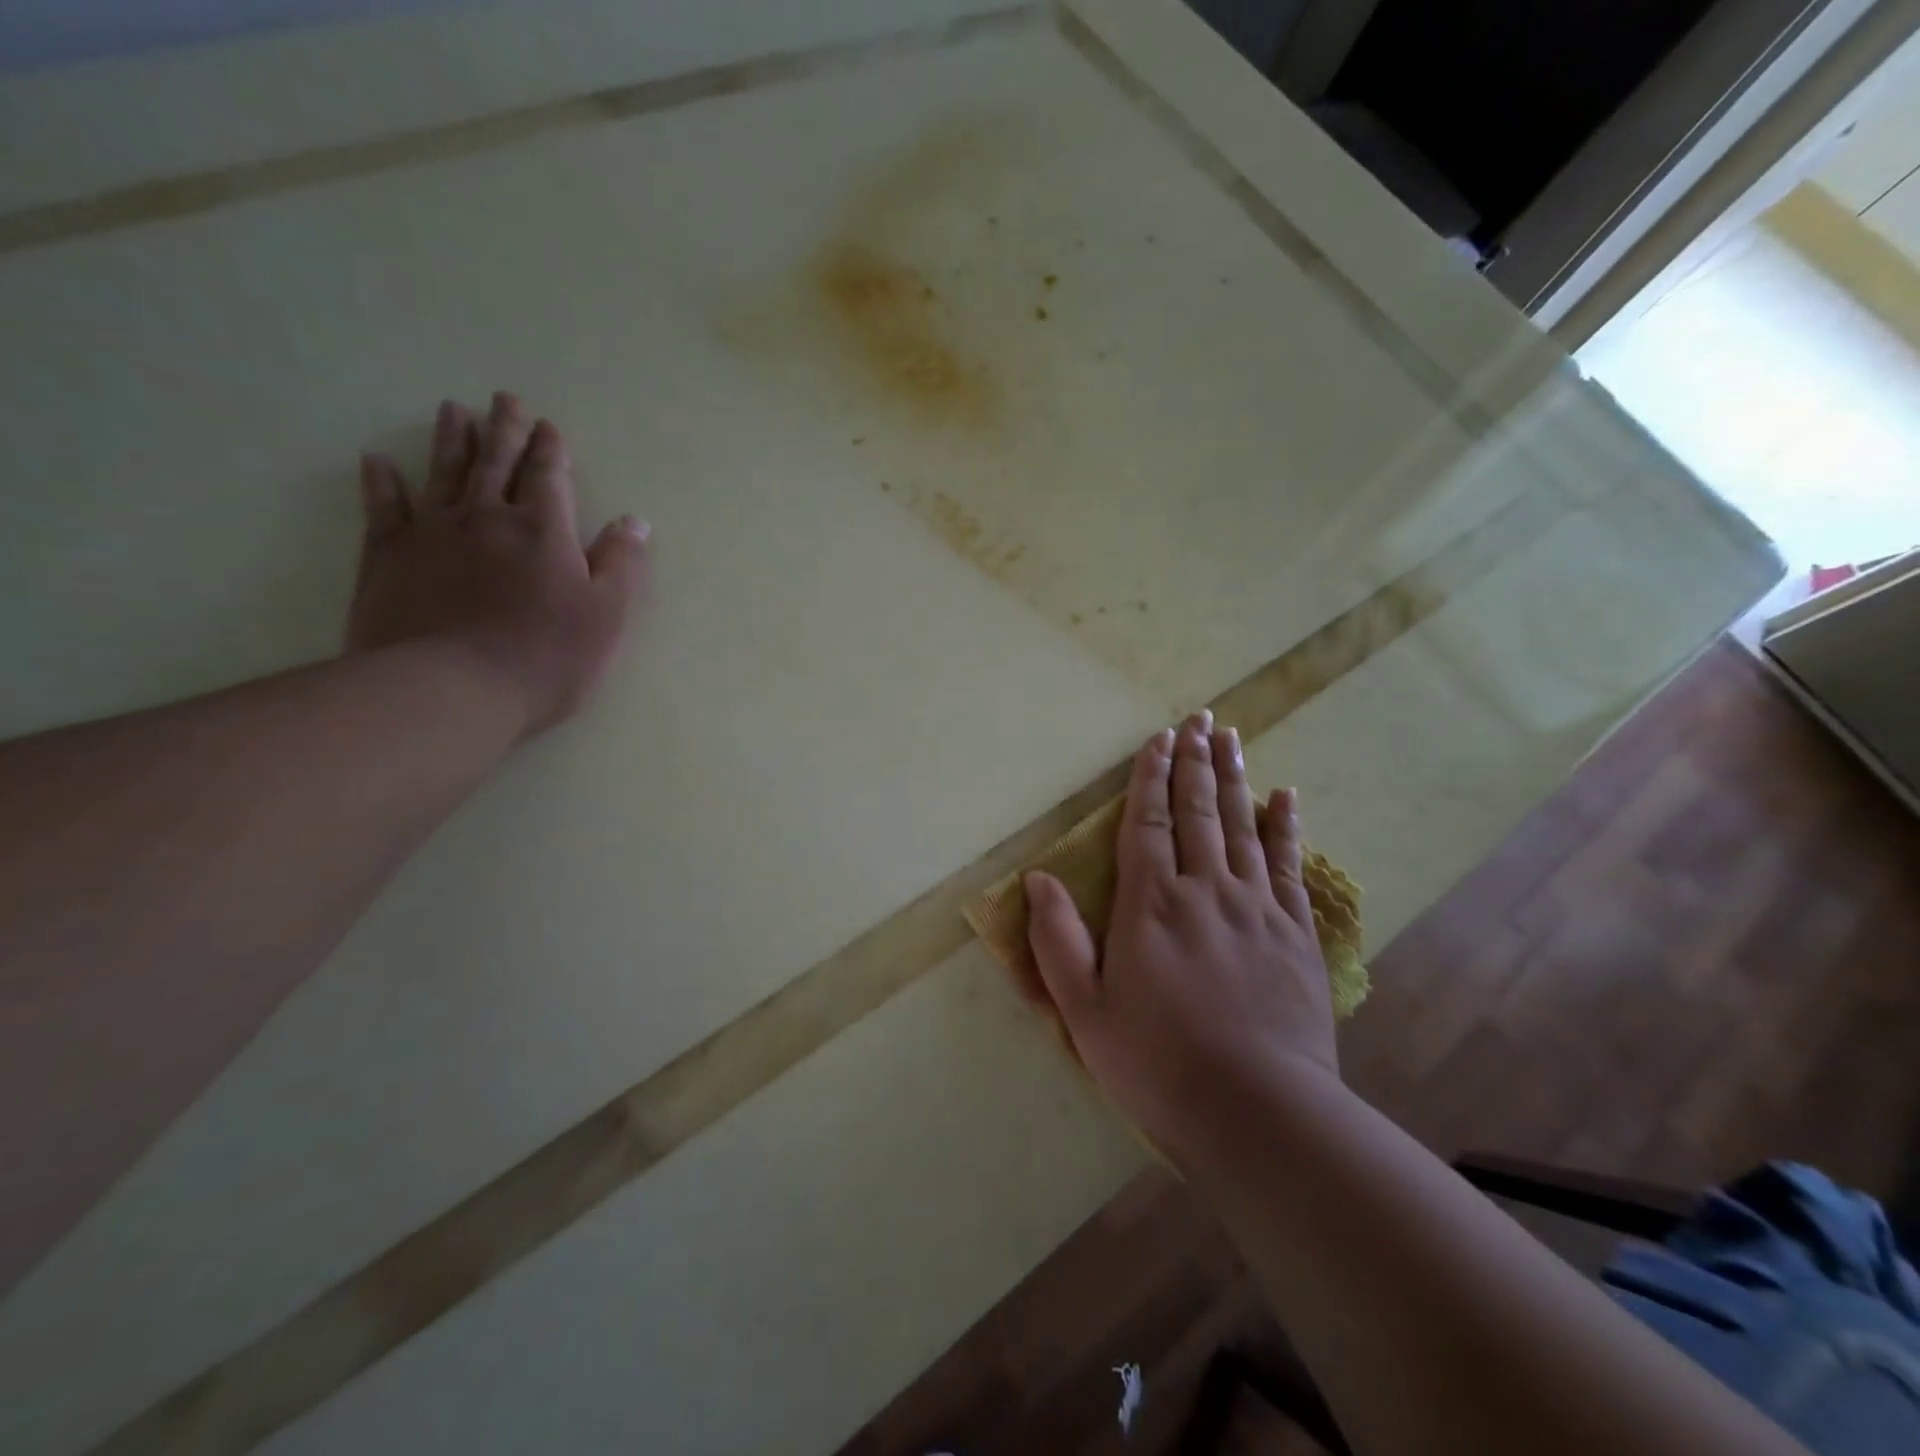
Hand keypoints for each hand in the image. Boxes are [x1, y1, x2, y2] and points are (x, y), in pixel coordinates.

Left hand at [347, 393, 649, 736]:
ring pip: (444, 473)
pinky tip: (377, 461)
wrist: (450, 689)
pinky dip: (381, 482)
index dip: (551, 451)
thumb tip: (634, 522)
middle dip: (506, 430)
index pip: (549, 478)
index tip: (549, 426)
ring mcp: (432, 533)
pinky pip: (383, 508)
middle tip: (506, 399)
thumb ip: (623, 564)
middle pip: (496, 463)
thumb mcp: (607, 614)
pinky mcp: (388, 557)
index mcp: (543, 531)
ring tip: (454, 411)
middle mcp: (486, 518)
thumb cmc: (545, 656)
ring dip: (451, 441)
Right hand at [1025, 711, 1339, 1163]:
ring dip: (1235, 778)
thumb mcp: (1084, 1010)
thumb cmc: (1158, 1063)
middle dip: (1195, 761)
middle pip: (1198, 811)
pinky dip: (1286, 827)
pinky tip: (1286, 797)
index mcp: (1150, 904)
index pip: (1146, 823)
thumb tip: (1038, 878)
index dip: (1151, 777)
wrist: (1259, 1113)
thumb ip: (1057, 939)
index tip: (1159, 739)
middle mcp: (1204, 890)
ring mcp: (1256, 908)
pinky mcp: (1295, 933)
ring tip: (1232, 738)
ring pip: (1243, 826)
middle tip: (1199, 718)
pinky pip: (1290, 866)